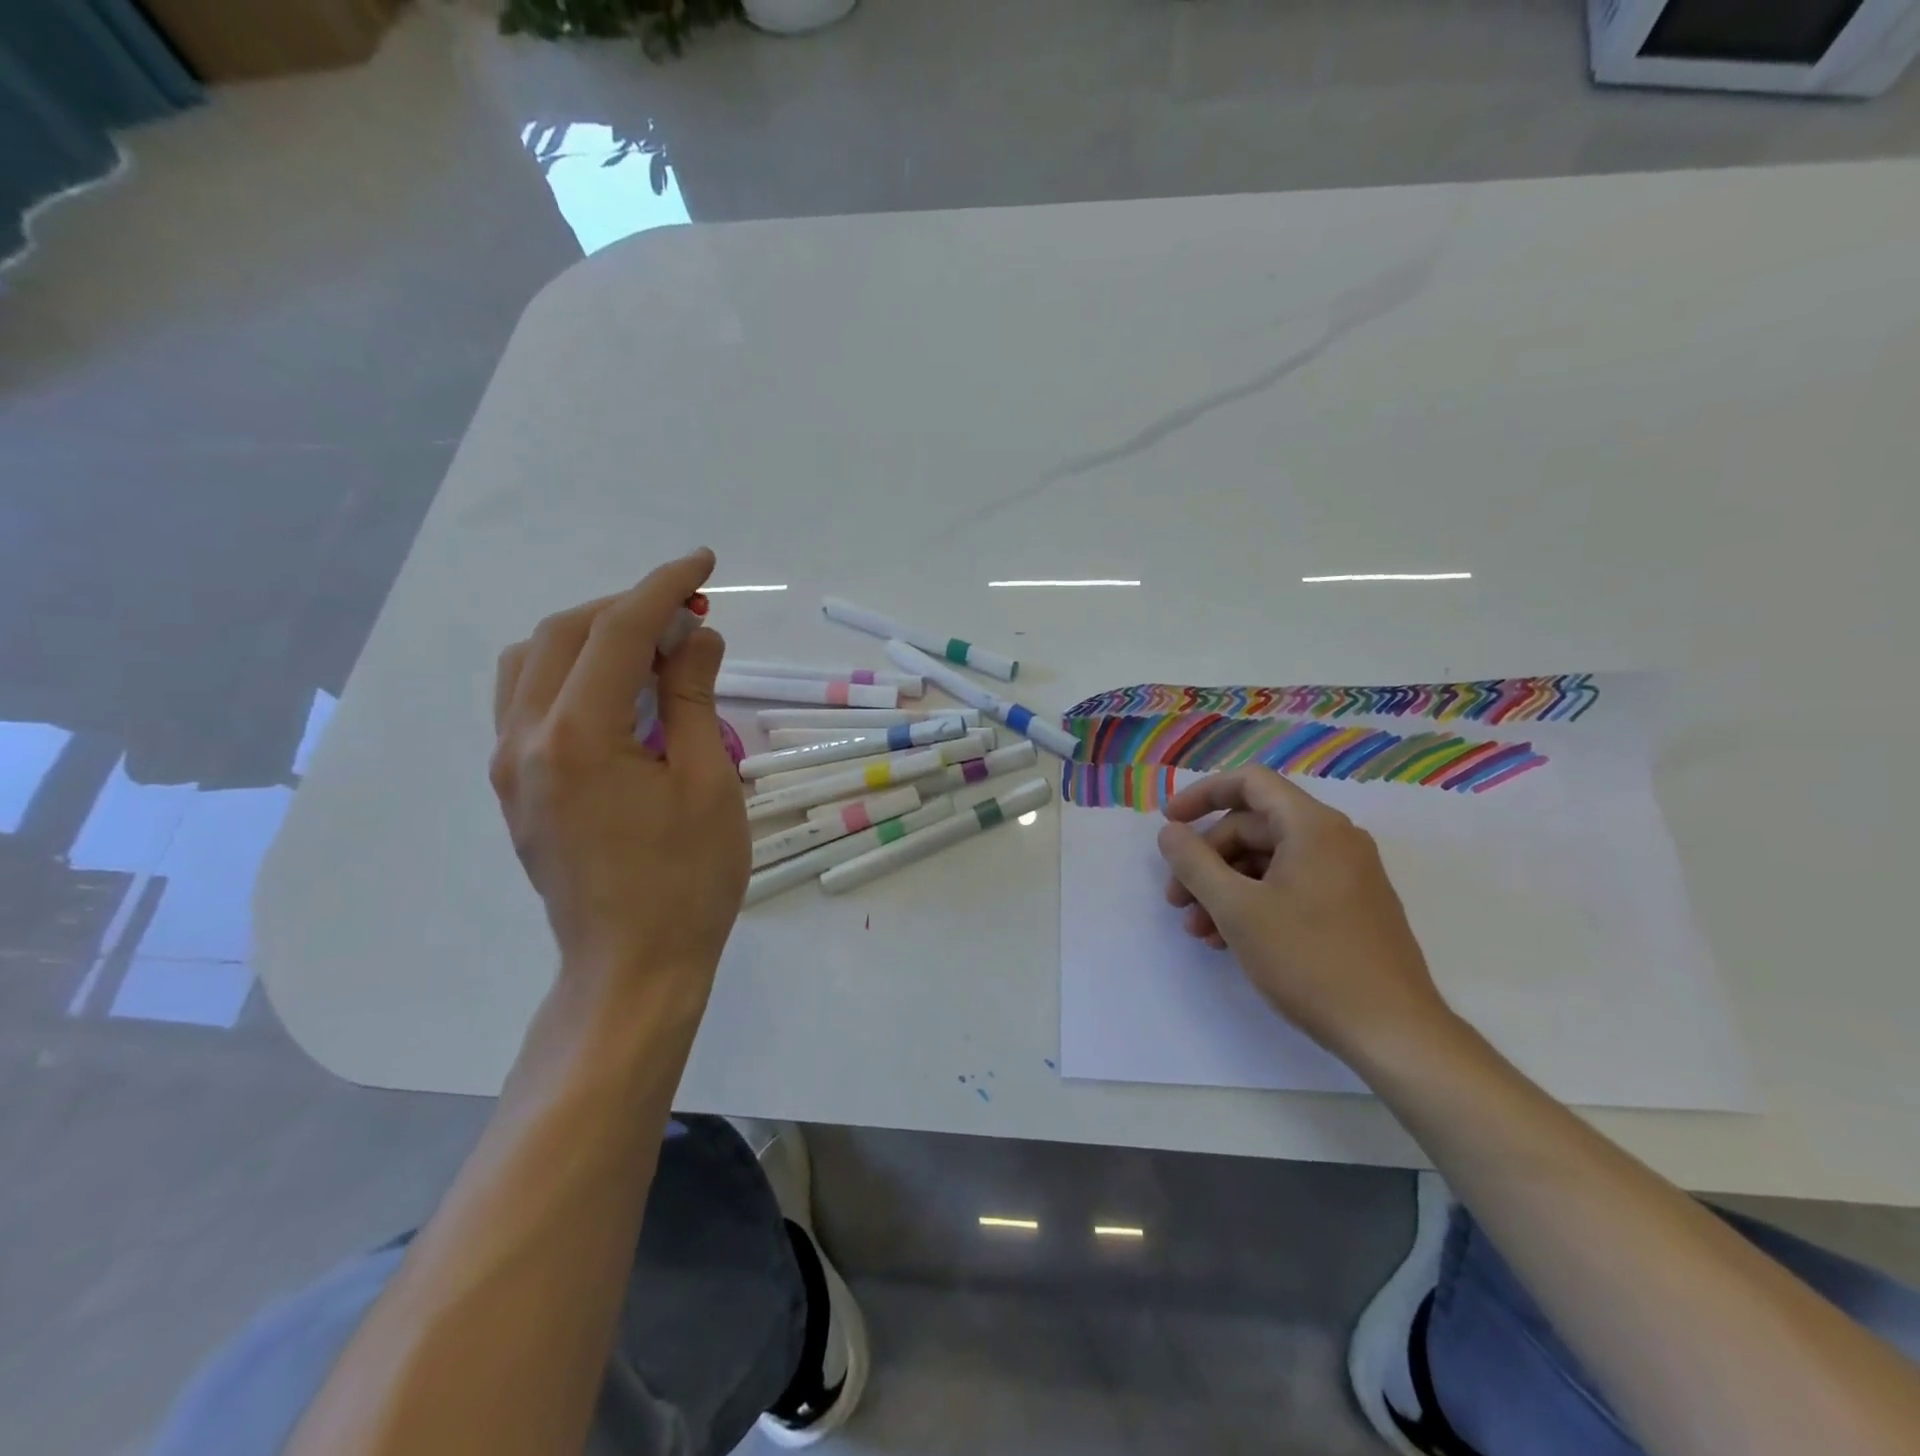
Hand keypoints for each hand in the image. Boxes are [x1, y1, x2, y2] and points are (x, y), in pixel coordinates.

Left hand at [490, 550, 748, 992]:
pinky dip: (569, 671)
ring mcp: (510, 765)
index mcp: (577, 737)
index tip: (704, 565)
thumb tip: (695, 636)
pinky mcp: (515, 787)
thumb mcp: (706, 782)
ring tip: (650, 646)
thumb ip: (691, 698)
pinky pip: (527, 700)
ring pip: (532, 662)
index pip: (616, 631)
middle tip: (688, 612)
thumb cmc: (687, 880)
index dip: (664, 588)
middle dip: (627, 607)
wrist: (633, 965)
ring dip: (591, 635)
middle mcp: (524, 740)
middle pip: (564, 634)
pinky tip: (615, 691)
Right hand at [1157, 766, 1453, 1059]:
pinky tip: (1230, 941)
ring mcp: (1347, 875)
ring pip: (1268, 862)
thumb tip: (1169, 832)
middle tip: (1176, 899)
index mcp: (1313, 826)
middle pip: (1253, 827)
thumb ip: (1194, 863)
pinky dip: (1254, 903)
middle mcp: (1335, 840)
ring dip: (1225, 887)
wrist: (1394, 1032)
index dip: (1202, 795)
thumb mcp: (1237, 910)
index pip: (1250, 783)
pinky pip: (1290, 886)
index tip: (1169, 823)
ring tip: (1199, 931)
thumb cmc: (1310, 960)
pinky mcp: (1351, 908)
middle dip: (1207, 859)